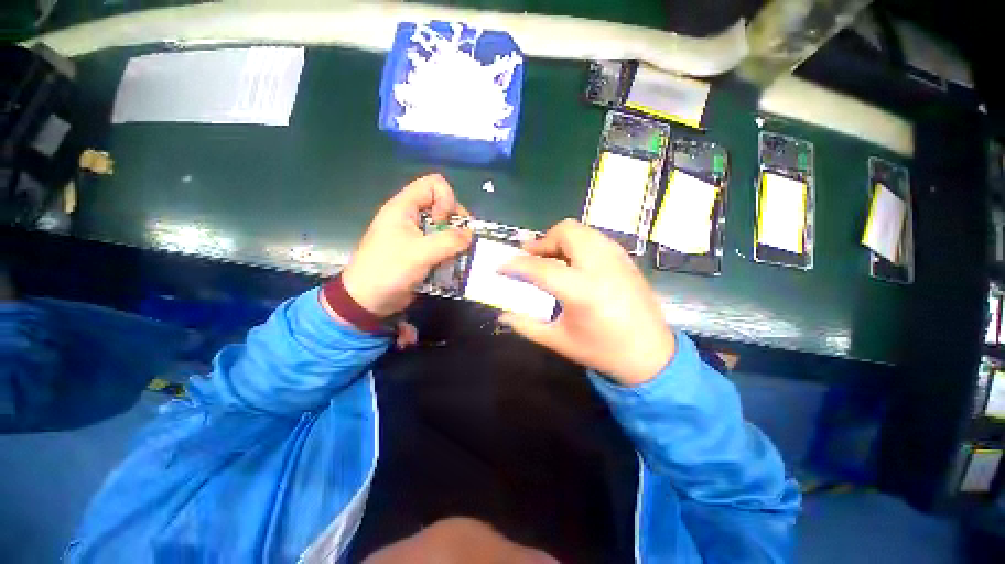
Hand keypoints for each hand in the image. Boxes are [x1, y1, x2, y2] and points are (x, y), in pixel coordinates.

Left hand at [339, 174, 472, 316]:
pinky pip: (440, 242)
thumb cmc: (389, 271)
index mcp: (404, 207)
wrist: (367, 299)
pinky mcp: (418, 249)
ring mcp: (414, 233)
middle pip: (442, 204)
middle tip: (456, 242)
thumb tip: (470, 234)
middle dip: (455, 222)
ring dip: (454, 240)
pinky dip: (448, 251)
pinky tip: (448, 263)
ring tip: (455, 255)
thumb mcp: (421, 253)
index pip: (434, 184)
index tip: (444, 223)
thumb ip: (449, 241)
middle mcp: (410, 215)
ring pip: (444, 226)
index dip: (446, 200)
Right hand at [498, 219, 674, 386]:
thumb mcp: (559, 341)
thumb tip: (502, 315)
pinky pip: (595, 238)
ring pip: (582, 230)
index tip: (501, 266)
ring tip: (551, 258)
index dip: (516, 265)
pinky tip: (574, 263)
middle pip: (566, 232)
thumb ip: (526, 325)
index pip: (541, 268)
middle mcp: (601, 266)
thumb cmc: (602, 350)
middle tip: (532, 258)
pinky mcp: (625, 259)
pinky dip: (578, 243)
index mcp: (582, 290)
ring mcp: (617, 259)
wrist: (651, 355)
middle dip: (543, 241)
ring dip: (560, 239)